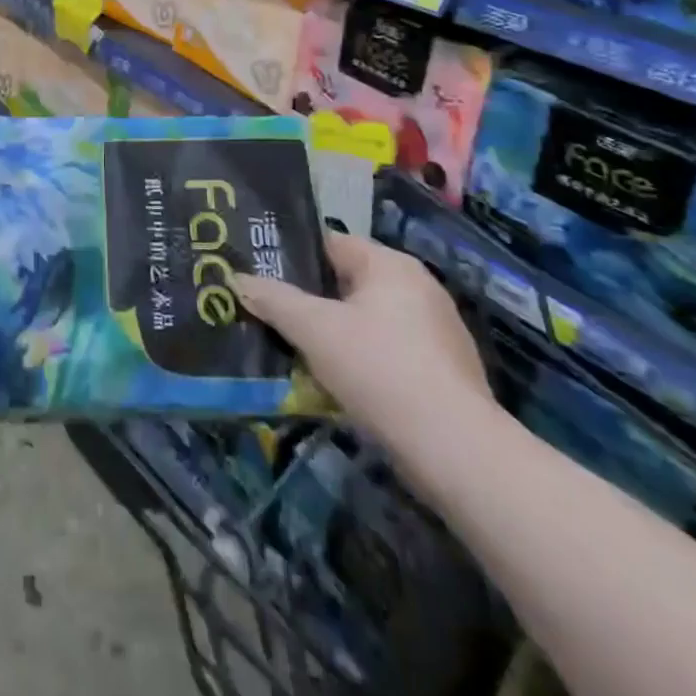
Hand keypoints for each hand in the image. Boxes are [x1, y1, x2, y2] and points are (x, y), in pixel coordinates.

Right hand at [230, 231, 493, 461]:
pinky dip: (361, 361)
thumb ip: (274, 300)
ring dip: (334, 333)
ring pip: (366, 321)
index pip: (330, 243)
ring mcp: (436, 331)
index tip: (259, 272)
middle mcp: (418, 288)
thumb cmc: (380, 370)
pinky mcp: (444, 372)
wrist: (457, 452)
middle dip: (310, 300)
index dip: (292, 256)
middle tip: (269, 312)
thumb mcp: (314, 330)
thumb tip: (238, 278)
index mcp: (390, 265)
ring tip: (294, 349)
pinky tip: (336, 384)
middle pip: (347, 283)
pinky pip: (387, 352)